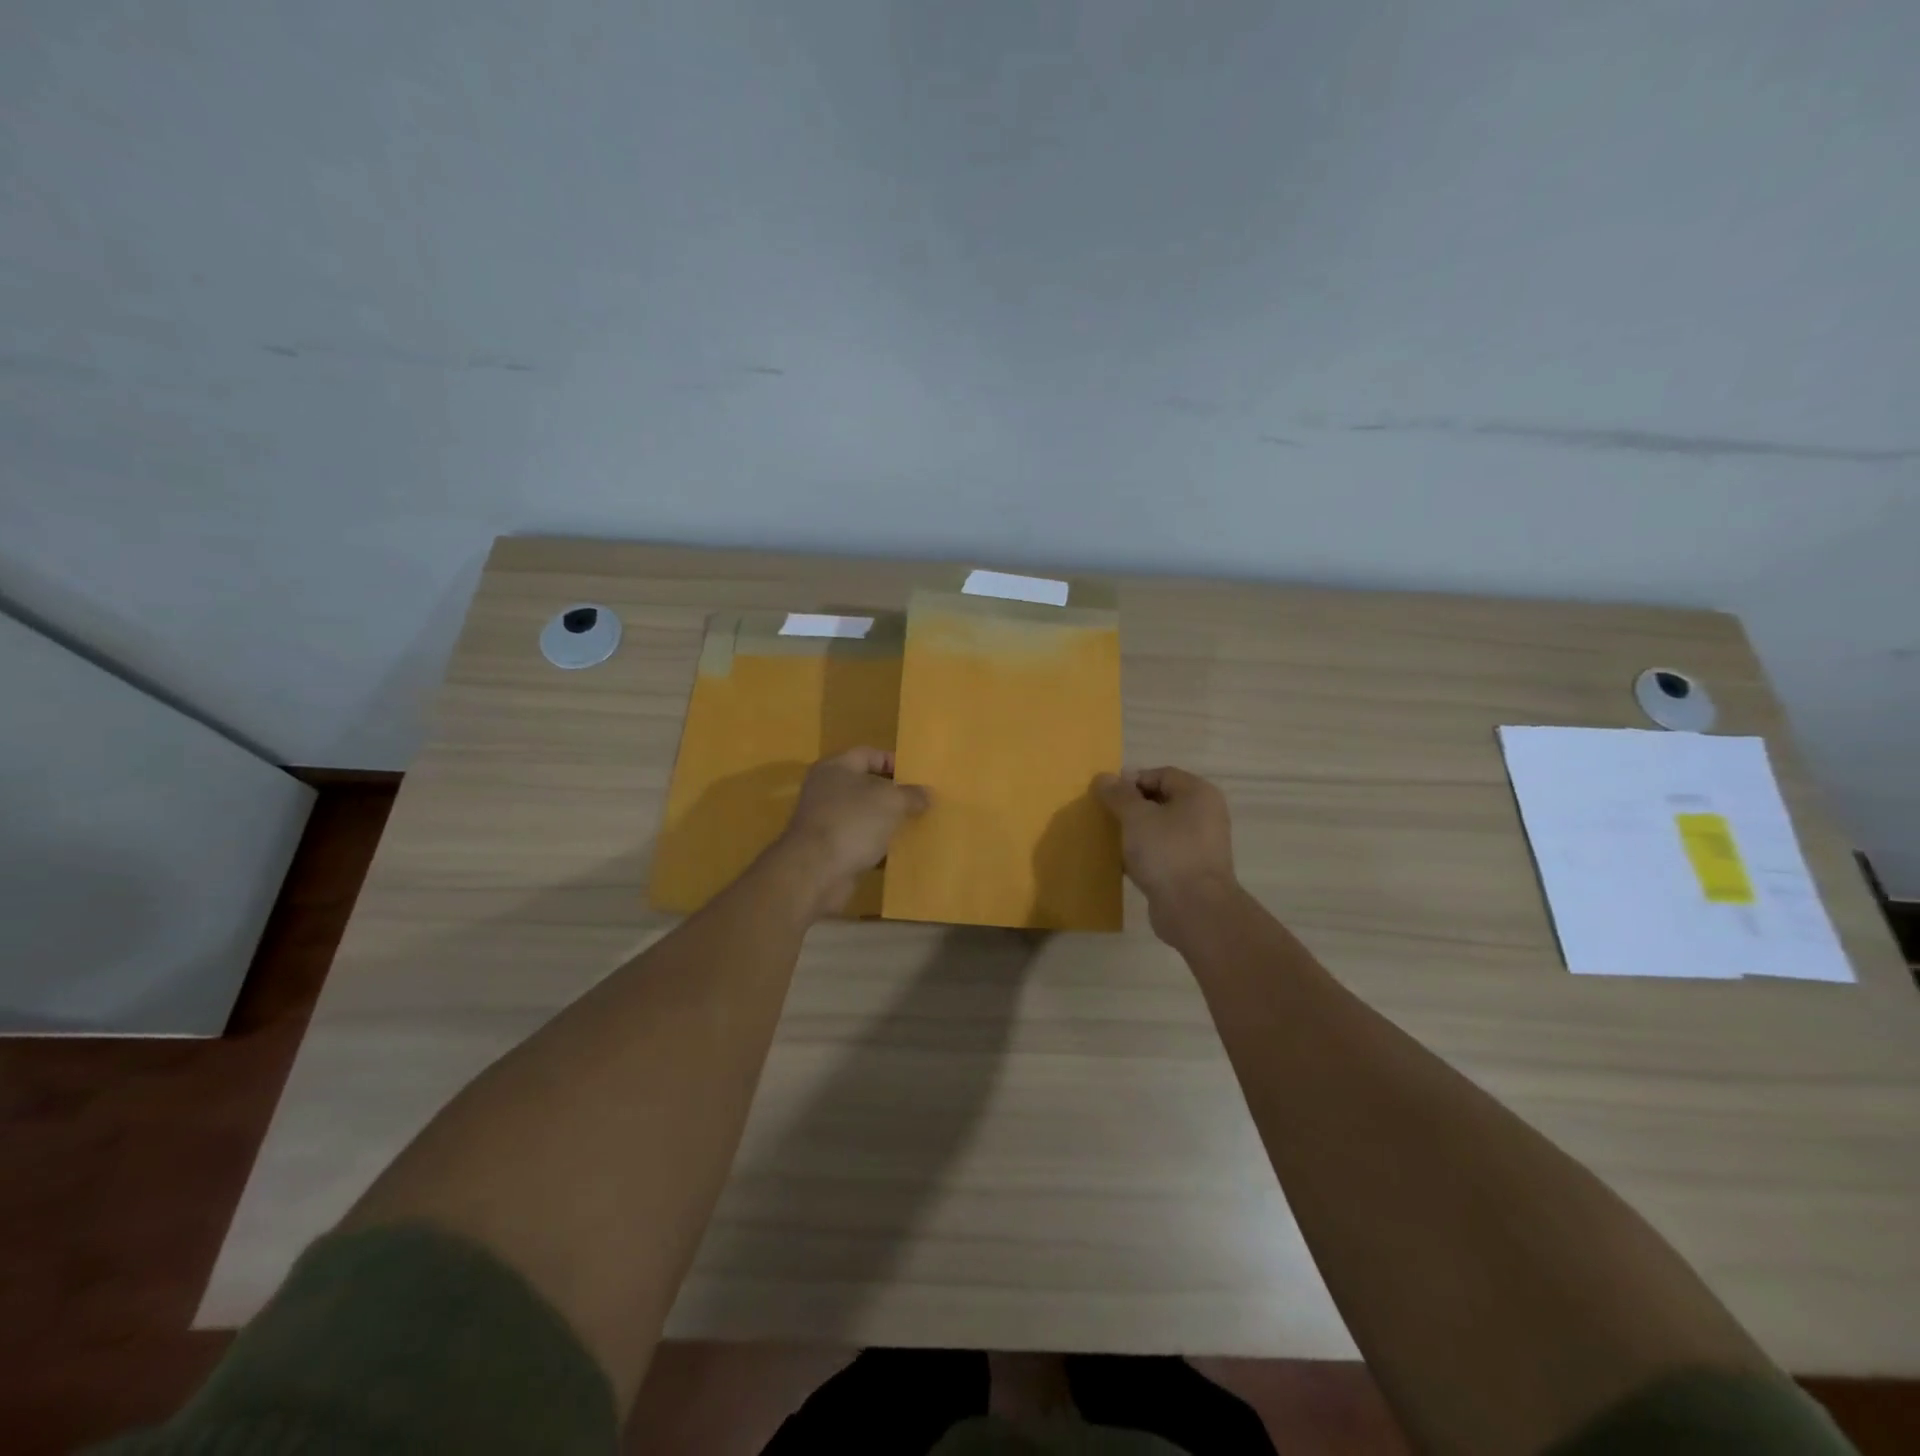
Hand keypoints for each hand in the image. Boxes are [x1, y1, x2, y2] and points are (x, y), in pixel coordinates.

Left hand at [777, 747, 929, 916]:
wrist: (816, 872)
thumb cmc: (853, 822)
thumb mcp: (891, 801)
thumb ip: (911, 794)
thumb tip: (926, 794)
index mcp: (836, 768)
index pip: (869, 754)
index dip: (894, 762)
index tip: (918, 776)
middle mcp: (826, 790)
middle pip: (866, 785)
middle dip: (893, 794)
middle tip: (921, 801)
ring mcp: (826, 821)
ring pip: (864, 816)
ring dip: (887, 822)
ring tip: (915, 826)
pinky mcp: (829, 849)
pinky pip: (859, 842)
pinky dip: (877, 846)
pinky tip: (899, 853)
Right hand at [1095, 767, 1239, 940]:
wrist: (1195, 910)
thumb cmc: (1167, 852)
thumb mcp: (1136, 817)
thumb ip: (1119, 795)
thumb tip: (1105, 777)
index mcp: (1198, 794)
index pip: (1160, 774)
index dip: (1131, 781)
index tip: (1106, 796)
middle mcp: (1204, 815)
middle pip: (1160, 800)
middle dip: (1130, 807)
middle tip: (1105, 816)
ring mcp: (1200, 844)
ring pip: (1160, 828)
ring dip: (1135, 832)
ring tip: (1110, 839)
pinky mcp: (1191, 870)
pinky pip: (1162, 852)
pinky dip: (1143, 854)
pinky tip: (1122, 863)